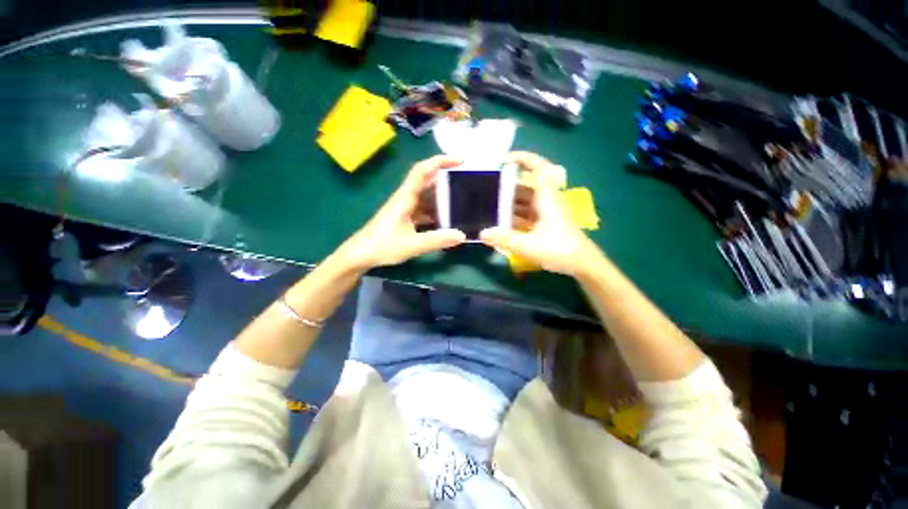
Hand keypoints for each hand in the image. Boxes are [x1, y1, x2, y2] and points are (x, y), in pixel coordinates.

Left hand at [337, 156, 466, 270]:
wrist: (359, 255)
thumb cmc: (381, 246)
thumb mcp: (412, 245)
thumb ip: (437, 240)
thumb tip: (462, 235)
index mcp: (405, 197)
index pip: (422, 170)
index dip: (440, 161)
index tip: (460, 162)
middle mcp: (405, 198)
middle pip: (427, 182)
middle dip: (446, 181)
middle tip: (466, 186)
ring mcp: (405, 208)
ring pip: (426, 197)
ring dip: (442, 199)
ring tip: (461, 204)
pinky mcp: (405, 218)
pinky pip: (424, 210)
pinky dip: (435, 213)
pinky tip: (446, 221)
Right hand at [480, 151, 601, 276]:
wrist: (582, 264)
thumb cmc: (558, 249)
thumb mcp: (527, 245)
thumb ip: (503, 239)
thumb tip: (481, 233)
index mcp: (546, 197)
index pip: (538, 167)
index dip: (523, 158)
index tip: (504, 160)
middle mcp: (547, 200)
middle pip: (525, 186)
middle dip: (507, 186)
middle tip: (487, 190)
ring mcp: (547, 212)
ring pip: (525, 201)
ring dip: (510, 203)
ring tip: (490, 206)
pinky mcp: (546, 222)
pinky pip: (527, 213)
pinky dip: (515, 215)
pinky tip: (502, 224)